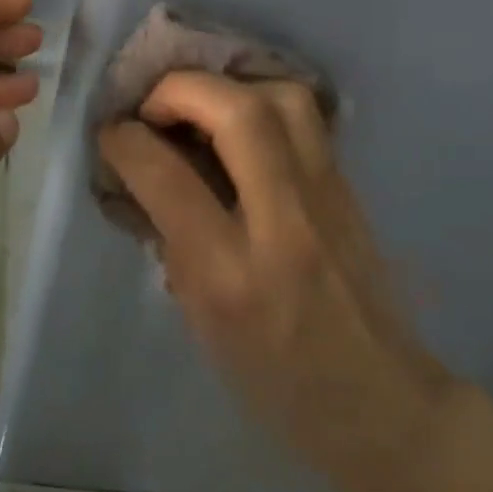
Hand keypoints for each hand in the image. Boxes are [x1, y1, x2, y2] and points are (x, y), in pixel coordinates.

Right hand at [98, 72, 451, 490]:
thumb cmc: (276, 380)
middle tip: (153, 107)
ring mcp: (329, 199)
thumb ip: (171, 241)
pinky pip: (306, 120)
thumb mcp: (202, 321)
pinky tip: (240, 126)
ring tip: (200, 111)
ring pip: (284, 99)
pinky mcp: (350, 188)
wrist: (381, 403)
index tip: (111, 134)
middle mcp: (286, 224)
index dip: (126, 140)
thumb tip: (143, 174)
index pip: (170, 177)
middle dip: (180, 90)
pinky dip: (261, 103)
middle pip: (238, 112)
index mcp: (234, 275)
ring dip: (229, 88)